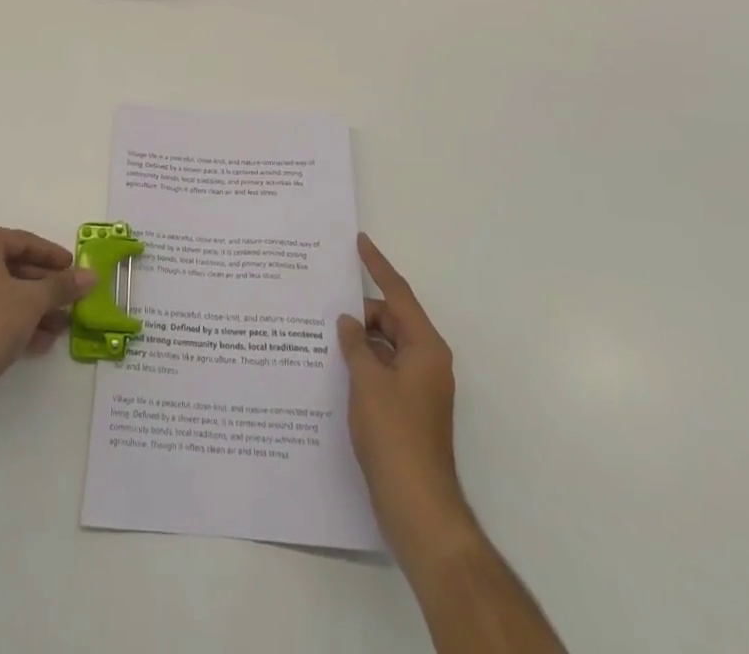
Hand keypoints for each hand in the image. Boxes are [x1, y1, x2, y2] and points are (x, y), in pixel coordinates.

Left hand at [0, 227, 94, 410]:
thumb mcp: (33, 302)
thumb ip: (62, 285)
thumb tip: (91, 276)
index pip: (22, 241)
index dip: (52, 255)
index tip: (74, 268)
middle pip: (10, 267)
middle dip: (44, 287)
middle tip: (69, 299)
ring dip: (32, 307)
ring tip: (60, 327)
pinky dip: (12, 320)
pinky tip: (38, 342)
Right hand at [338, 233, 474, 557]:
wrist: (417, 506)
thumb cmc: (395, 435)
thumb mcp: (367, 381)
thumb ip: (356, 344)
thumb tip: (348, 323)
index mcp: (424, 348)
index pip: (398, 294)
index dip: (377, 266)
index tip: (359, 241)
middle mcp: (426, 361)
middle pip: (391, 319)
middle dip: (360, 311)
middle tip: (324, 302)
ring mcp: (418, 387)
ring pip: (384, 345)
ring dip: (358, 339)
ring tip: (322, 332)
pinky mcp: (406, 409)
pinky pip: (382, 369)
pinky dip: (362, 362)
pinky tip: (333, 366)